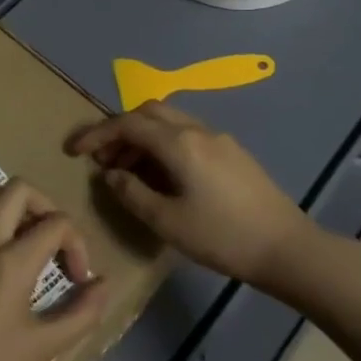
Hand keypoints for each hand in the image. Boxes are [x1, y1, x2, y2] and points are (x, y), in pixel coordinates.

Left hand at [0, 179, 108, 360]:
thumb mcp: (45, 347)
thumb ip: (82, 313)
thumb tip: (103, 284)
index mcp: (12, 262)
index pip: (56, 223)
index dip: (77, 244)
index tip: (76, 277)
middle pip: (19, 189)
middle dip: (45, 206)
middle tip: (50, 238)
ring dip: (7, 201)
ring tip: (18, 231)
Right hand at [67, 101, 313, 287]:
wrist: (286, 247)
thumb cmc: (222, 237)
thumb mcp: (167, 222)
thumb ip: (132, 193)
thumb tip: (110, 174)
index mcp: (179, 143)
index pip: (128, 124)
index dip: (97, 134)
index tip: (74, 151)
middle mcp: (198, 130)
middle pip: (149, 113)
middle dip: (120, 130)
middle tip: (102, 159)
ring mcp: (219, 139)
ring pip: (170, 123)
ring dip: (143, 139)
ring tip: (127, 172)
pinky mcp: (232, 152)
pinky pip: (187, 136)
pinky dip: (164, 146)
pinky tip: (162, 176)